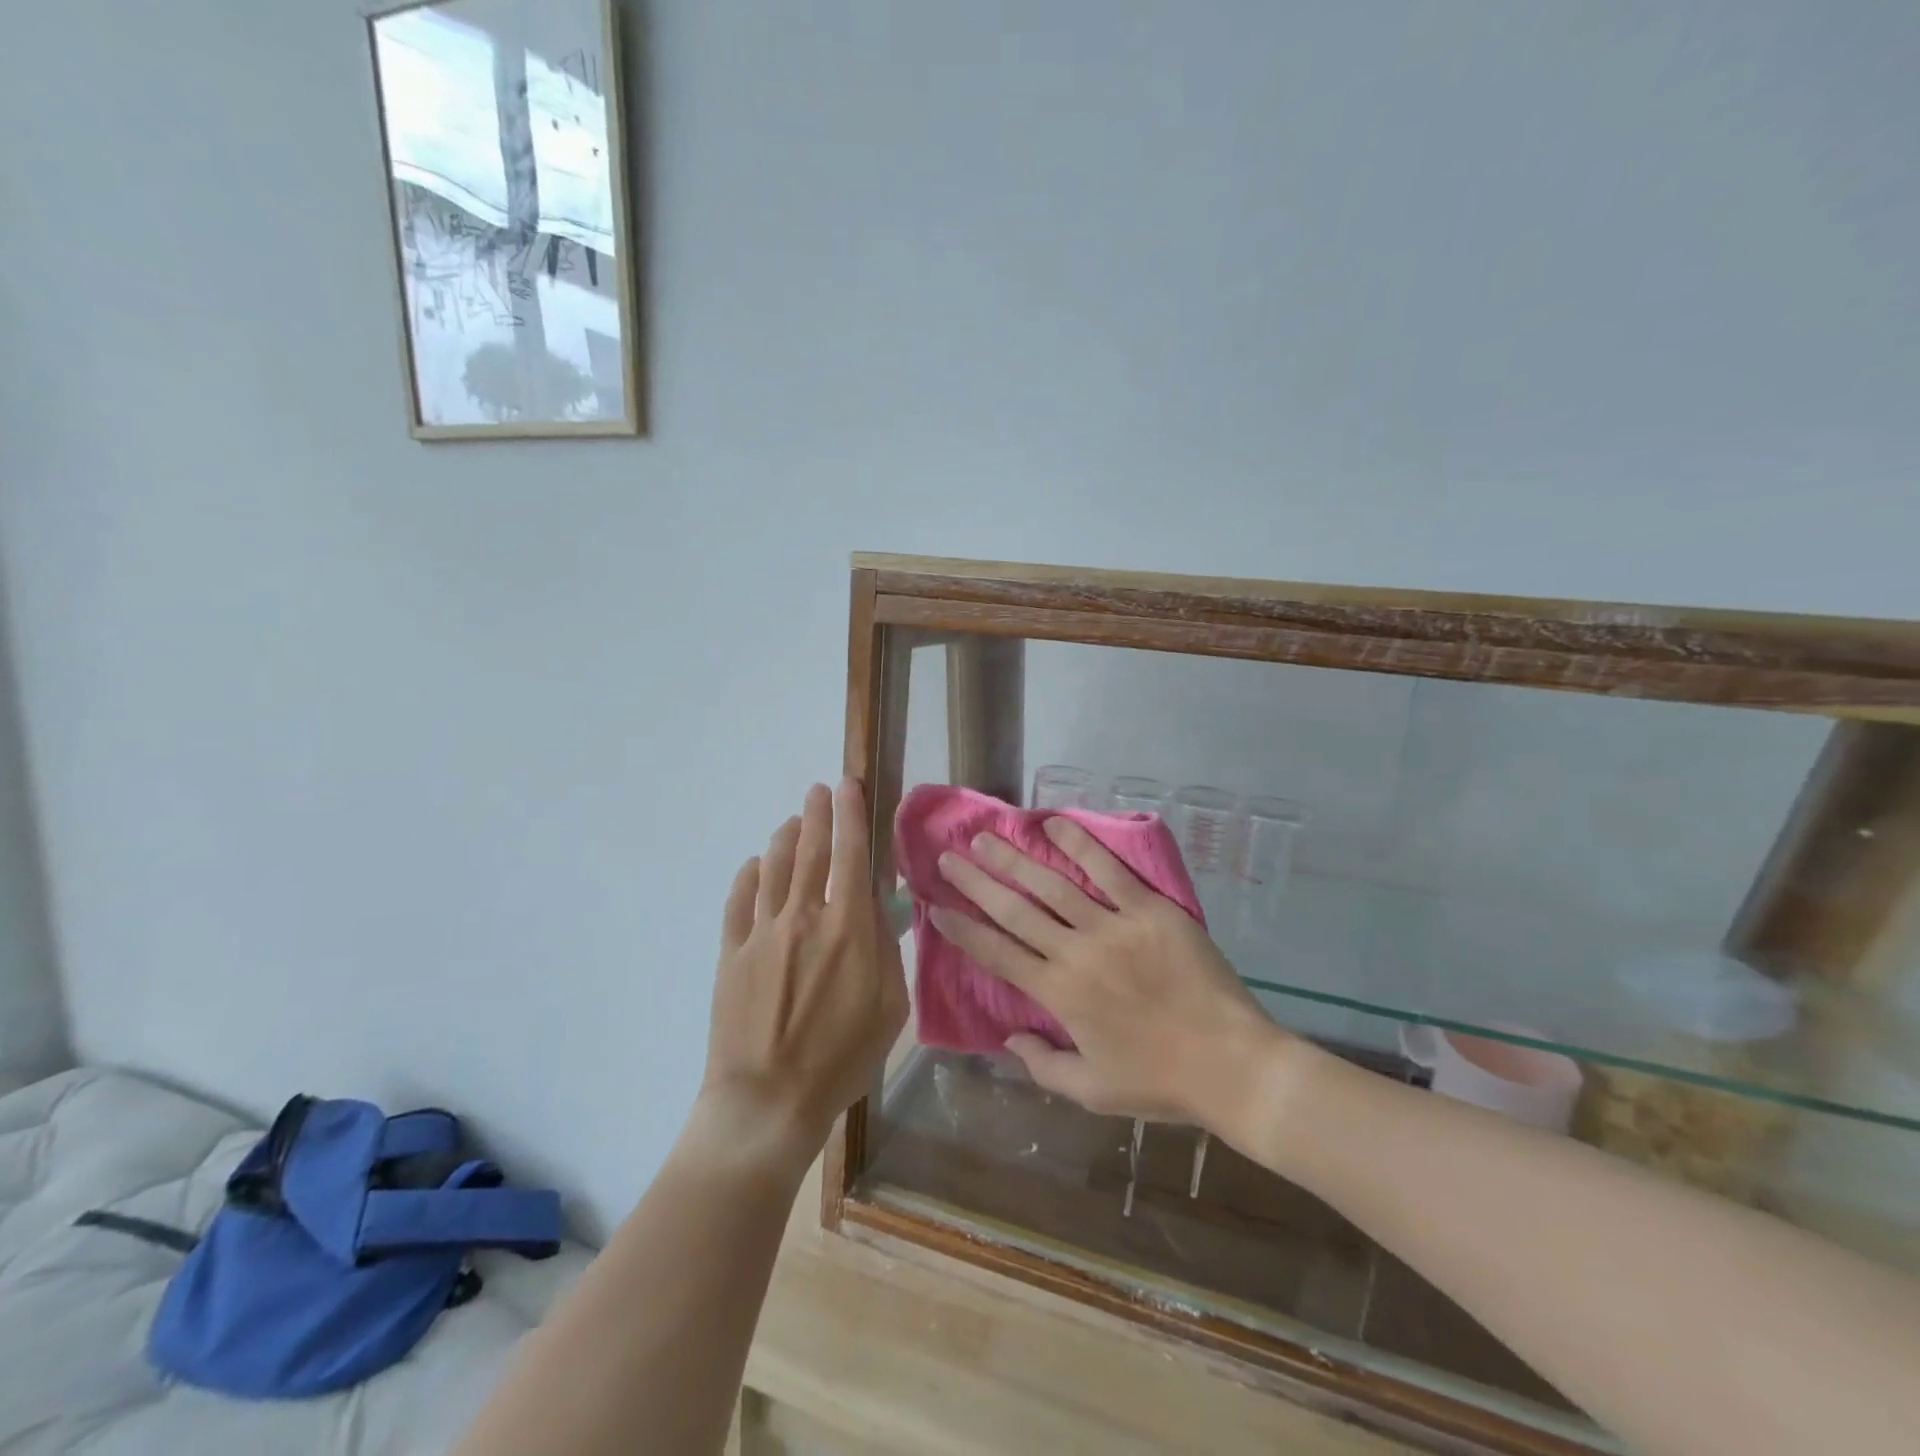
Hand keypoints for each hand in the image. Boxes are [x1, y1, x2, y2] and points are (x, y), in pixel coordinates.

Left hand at [700, 780, 908, 1169]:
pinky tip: (752, 866)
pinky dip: (747, 876)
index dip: (850, 815)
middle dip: (815, 814)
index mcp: (848, 927)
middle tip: (818, 790)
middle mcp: (803, 916)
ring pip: (771, 868)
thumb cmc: (842, 1059)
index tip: (848, 786)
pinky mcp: (731, 953)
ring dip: (783, 838)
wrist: (767, 1100)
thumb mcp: (891, 1009)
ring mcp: (762, 932)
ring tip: (791, 822)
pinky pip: (738, 901)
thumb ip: (887, 952)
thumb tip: (878, 914)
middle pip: (809, 851)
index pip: (851, 854)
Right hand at [931, 816, 1289, 1135]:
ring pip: (1052, 885)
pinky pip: (1109, 870)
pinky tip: (1054, 824)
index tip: (936, 907)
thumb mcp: (1091, 1092)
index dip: (963, 929)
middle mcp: (1076, 953)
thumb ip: (1042, 1065)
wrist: (1230, 1063)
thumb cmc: (1159, 1081)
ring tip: (986, 837)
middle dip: (976, 881)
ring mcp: (1113, 926)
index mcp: (1059, 995)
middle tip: (948, 856)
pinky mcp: (1150, 910)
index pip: (997, 953)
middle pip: (1014, 910)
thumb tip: (1008, 1038)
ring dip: (1014, 859)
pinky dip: (1080, 845)